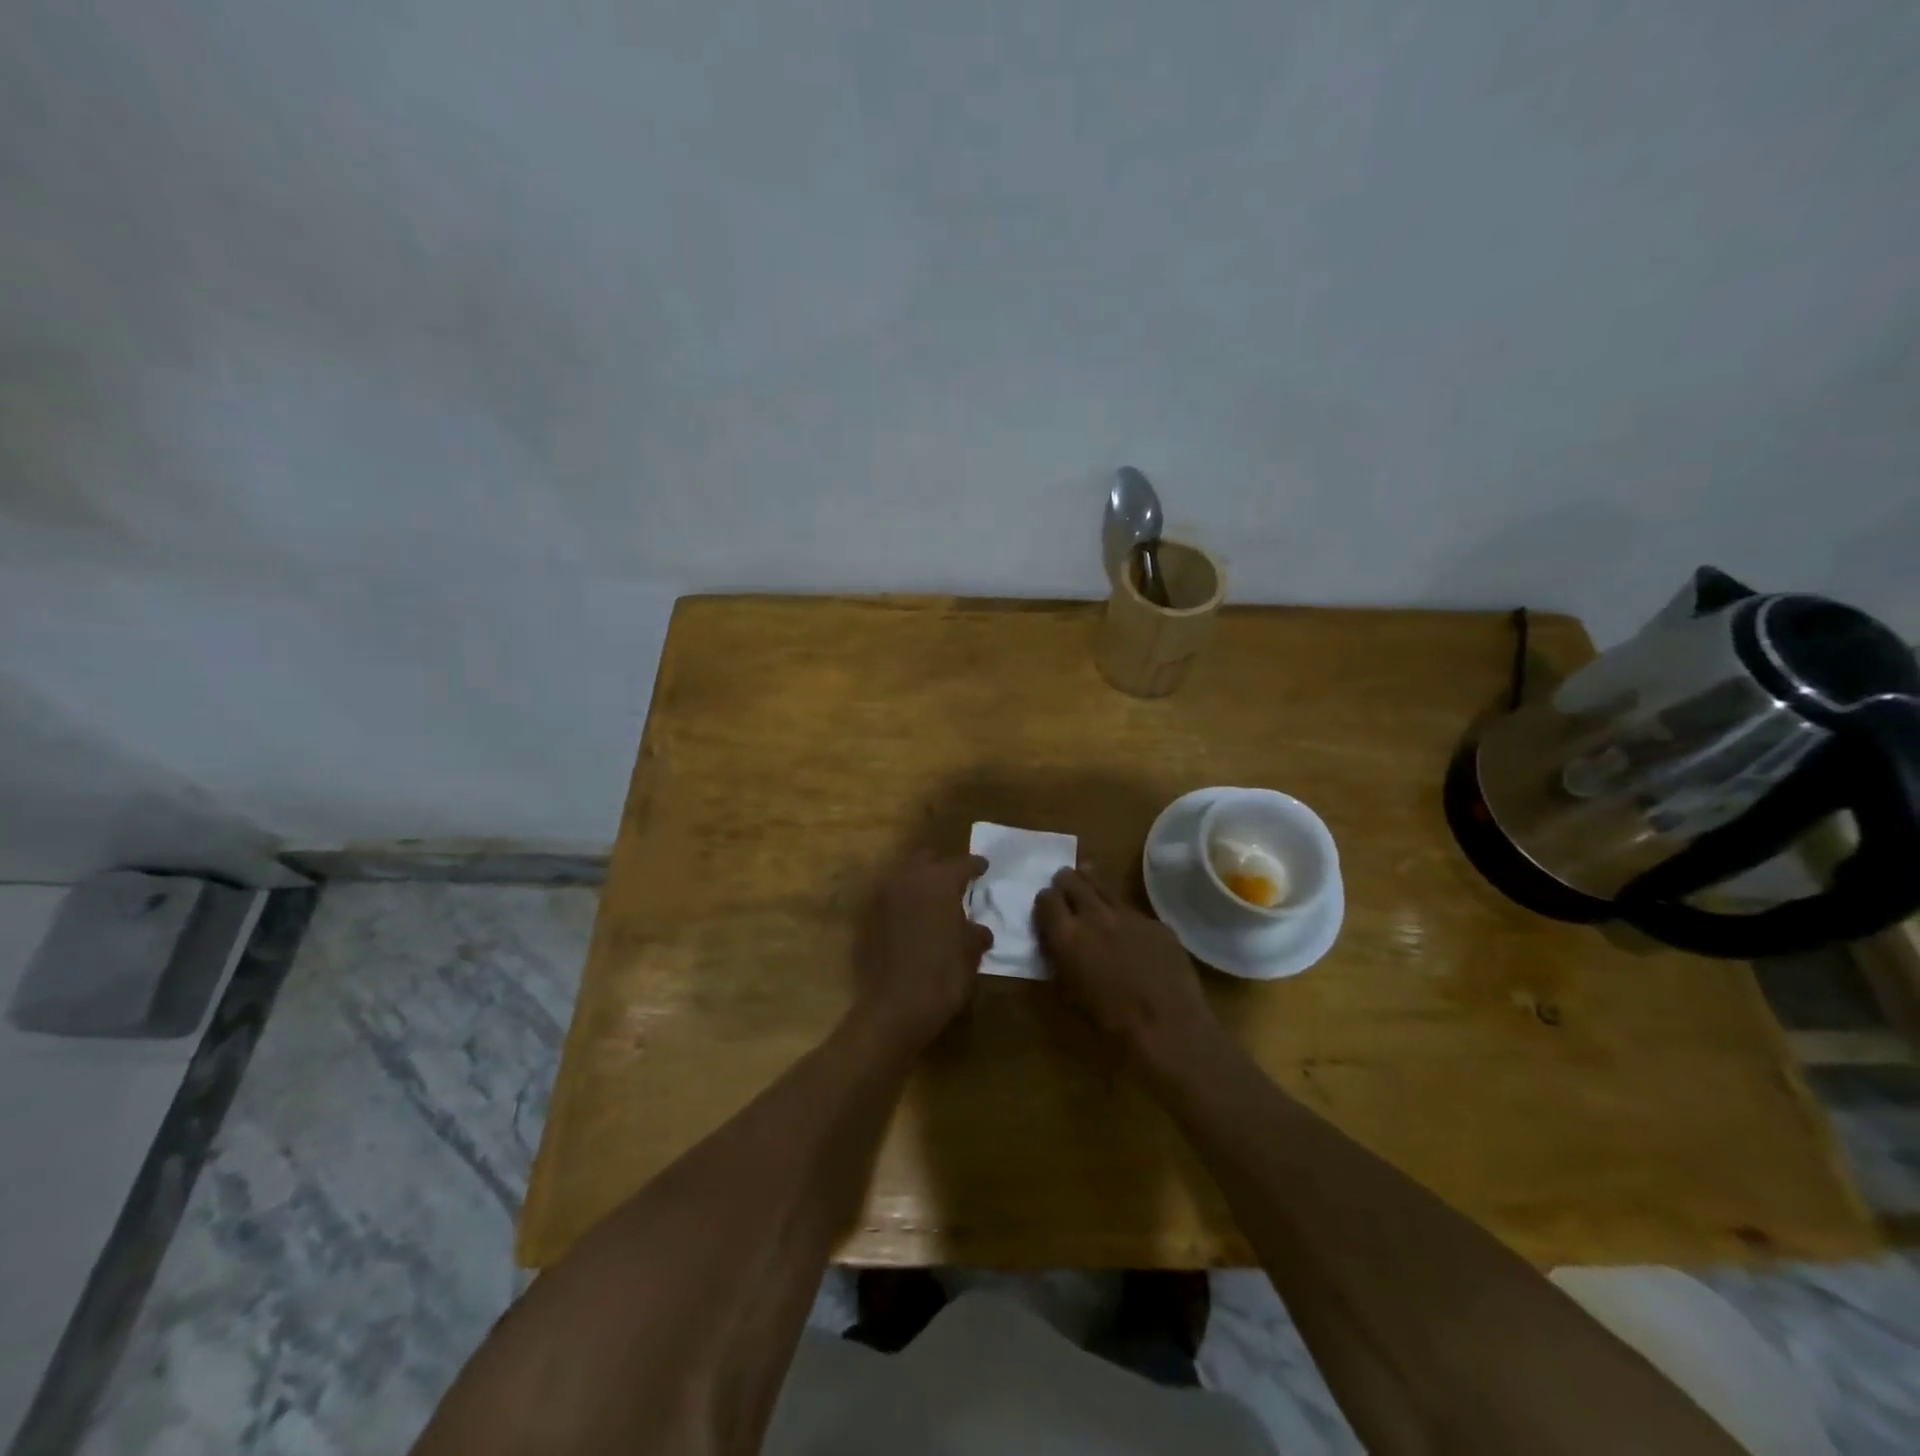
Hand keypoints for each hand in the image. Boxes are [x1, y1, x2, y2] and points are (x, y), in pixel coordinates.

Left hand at [852, 852, 991, 1047]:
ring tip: (930, 901)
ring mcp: (882, 896)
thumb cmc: (942, 975)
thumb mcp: (971, 953)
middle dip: (940, 867)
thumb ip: (975, 932)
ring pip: (903, 876)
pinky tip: (909, 921)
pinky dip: (900, 904)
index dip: (976, 866)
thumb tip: (977, 929)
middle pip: (926, 859)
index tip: (983, 868)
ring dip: (917, 883)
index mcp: (939, 880)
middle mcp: (908, 878)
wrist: (894, 1007)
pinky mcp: (865, 917)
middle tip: (954, 882)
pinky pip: (888, 899)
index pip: (962, 863)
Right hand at [1034, 866, 1220, 1069]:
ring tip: (1089, 882)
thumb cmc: (1110, 1022)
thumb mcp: (1070, 993)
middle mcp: (1094, 915)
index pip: (1046, 899)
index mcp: (1067, 935)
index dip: (1045, 902)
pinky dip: (1124, 914)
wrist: (1167, 1027)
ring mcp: (1128, 915)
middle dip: (1066, 882)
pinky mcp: (1156, 922)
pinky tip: (1128, 929)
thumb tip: (1057, 944)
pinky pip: (1133, 910)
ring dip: (1092, 884)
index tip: (1047, 908)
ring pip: (1103, 885)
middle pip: (1073, 881)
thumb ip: (1060, 959)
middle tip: (1065, 887)